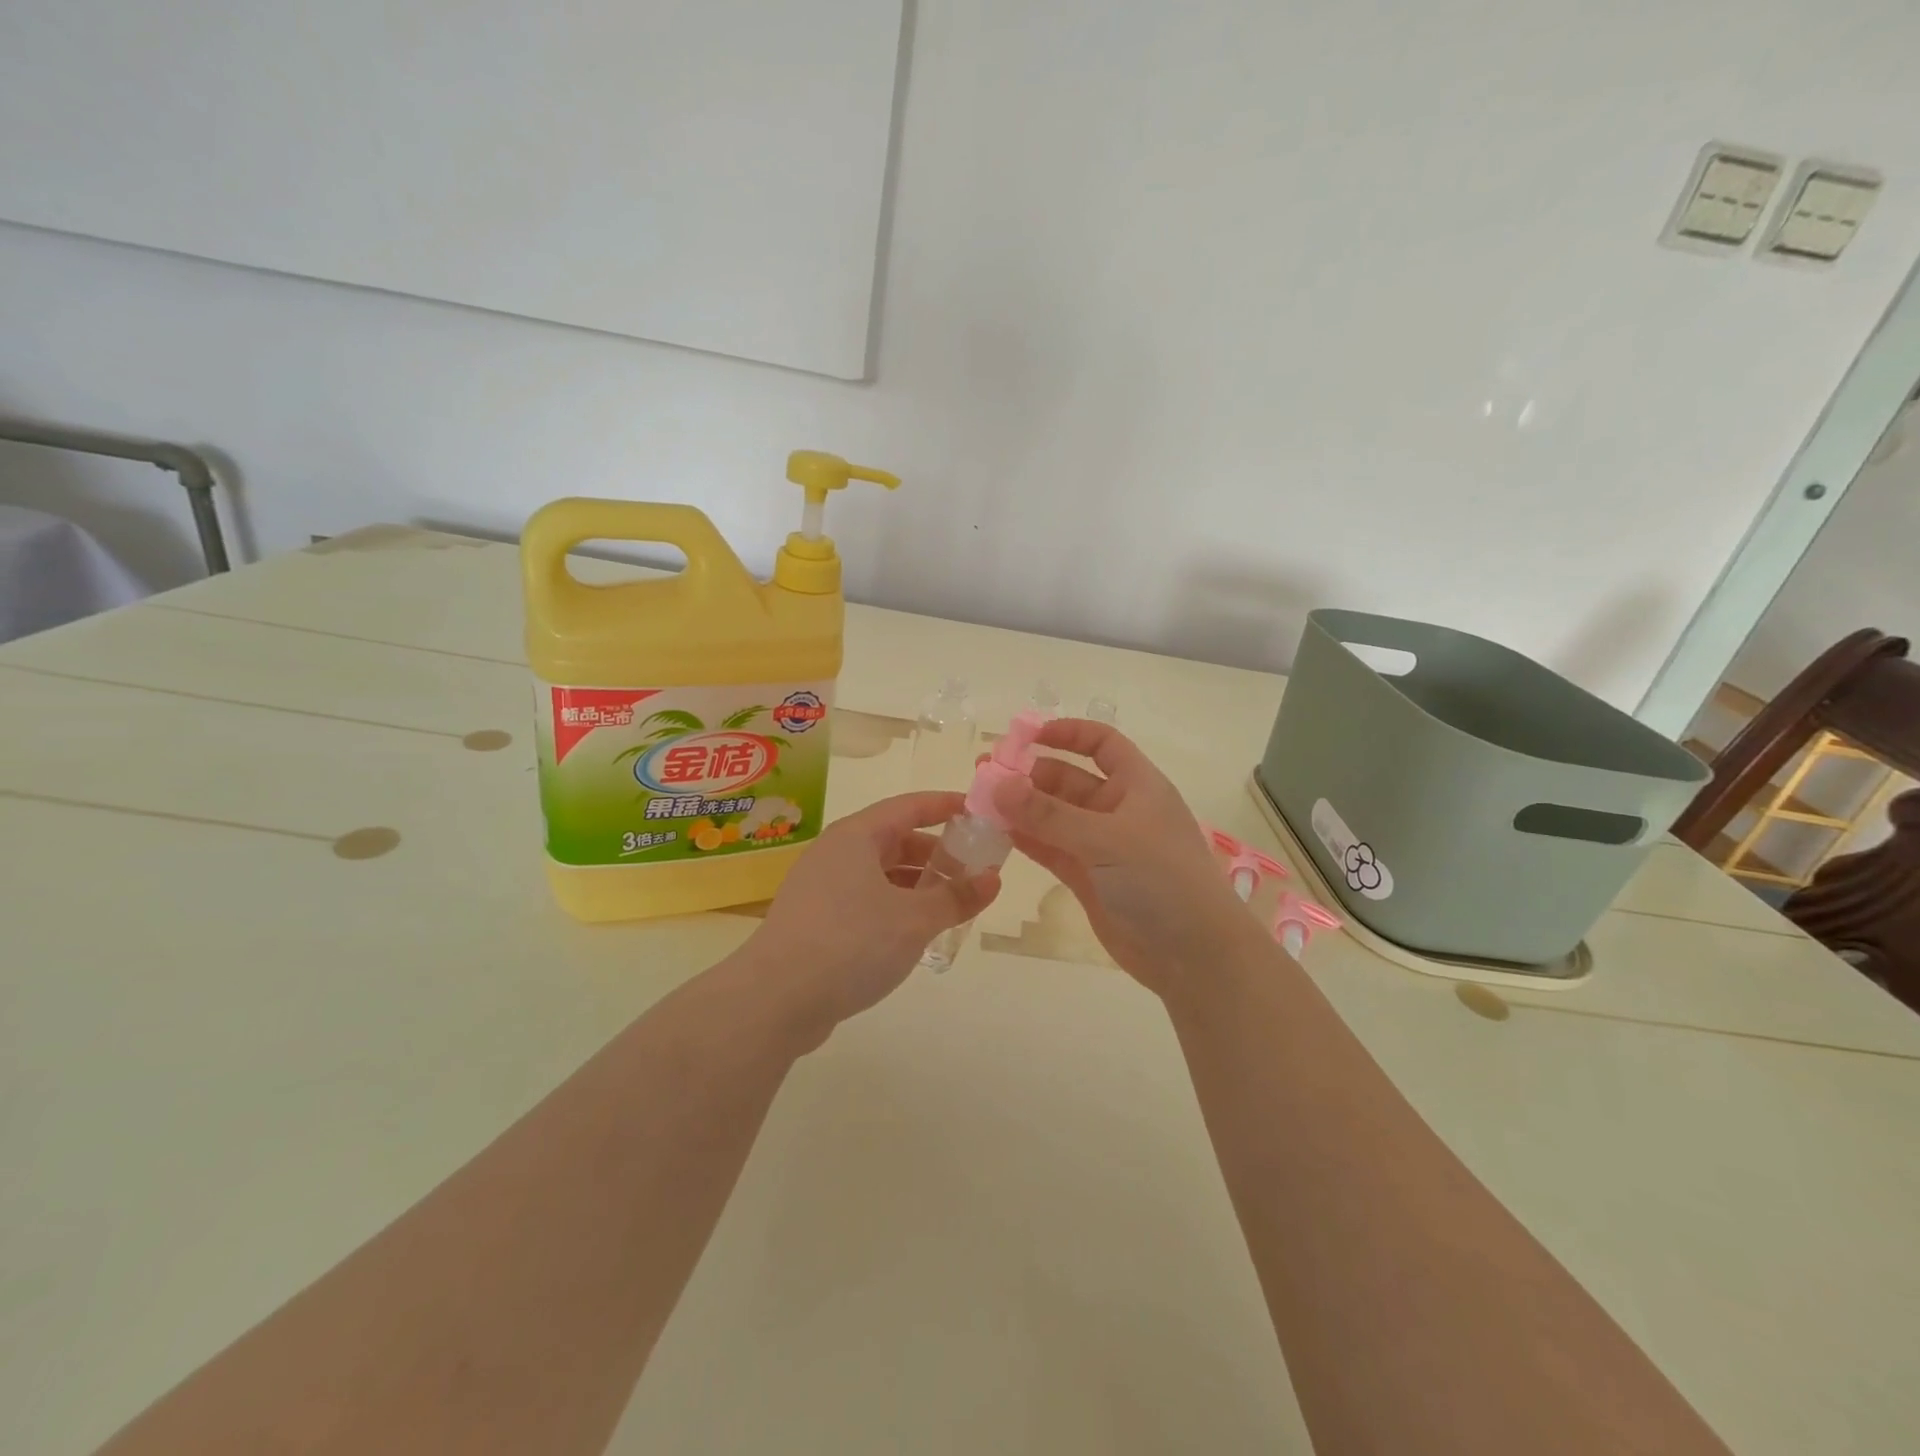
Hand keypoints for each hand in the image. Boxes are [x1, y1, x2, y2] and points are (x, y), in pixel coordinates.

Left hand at [742, 791, 999, 1042]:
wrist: (775, 1000)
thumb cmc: (851, 943)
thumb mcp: (915, 919)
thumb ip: (956, 897)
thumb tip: (992, 879)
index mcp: (856, 837)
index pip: (909, 806)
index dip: (945, 806)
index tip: (978, 811)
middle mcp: (835, 853)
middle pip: (894, 840)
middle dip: (935, 853)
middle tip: (973, 870)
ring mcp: (821, 888)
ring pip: (879, 874)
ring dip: (916, 884)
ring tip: (951, 905)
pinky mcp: (815, 922)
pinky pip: (865, 901)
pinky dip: (894, 907)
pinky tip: (914, 933)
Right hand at [992, 720, 1258, 996]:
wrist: (1194, 955)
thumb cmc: (1161, 880)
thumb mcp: (1106, 839)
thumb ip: (1049, 814)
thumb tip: (997, 784)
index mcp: (1137, 786)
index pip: (1102, 744)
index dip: (1067, 733)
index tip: (1025, 736)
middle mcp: (1118, 810)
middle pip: (1068, 780)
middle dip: (1029, 774)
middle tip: (984, 774)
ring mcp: (1101, 846)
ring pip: (1054, 817)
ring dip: (1021, 808)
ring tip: (979, 800)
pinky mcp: (1088, 878)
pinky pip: (1051, 849)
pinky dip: (1026, 839)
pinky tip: (996, 832)